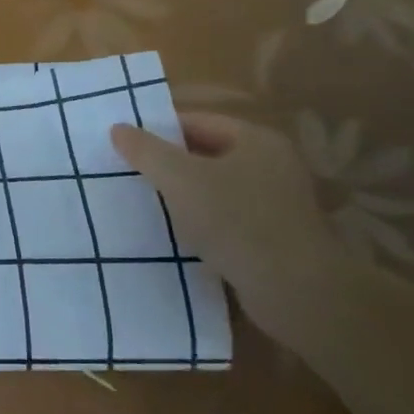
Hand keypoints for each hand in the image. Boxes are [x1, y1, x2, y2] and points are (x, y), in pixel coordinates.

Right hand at [111, 113, 354, 345]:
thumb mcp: (179, 178)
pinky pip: (227, 218)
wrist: (295, 292)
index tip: (125, 146)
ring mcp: (277, 204)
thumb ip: (146, 151)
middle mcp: (272, 165)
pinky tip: (177, 234)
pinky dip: (202, 221)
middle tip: (129, 173)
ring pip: (216, 188)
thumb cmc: (236, 221)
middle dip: (168, 164)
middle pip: (206, 154)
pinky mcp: (275, 238)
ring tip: (146, 203)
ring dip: (183, 195)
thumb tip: (118, 128)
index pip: (196, 121)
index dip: (158, 130)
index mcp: (256, 140)